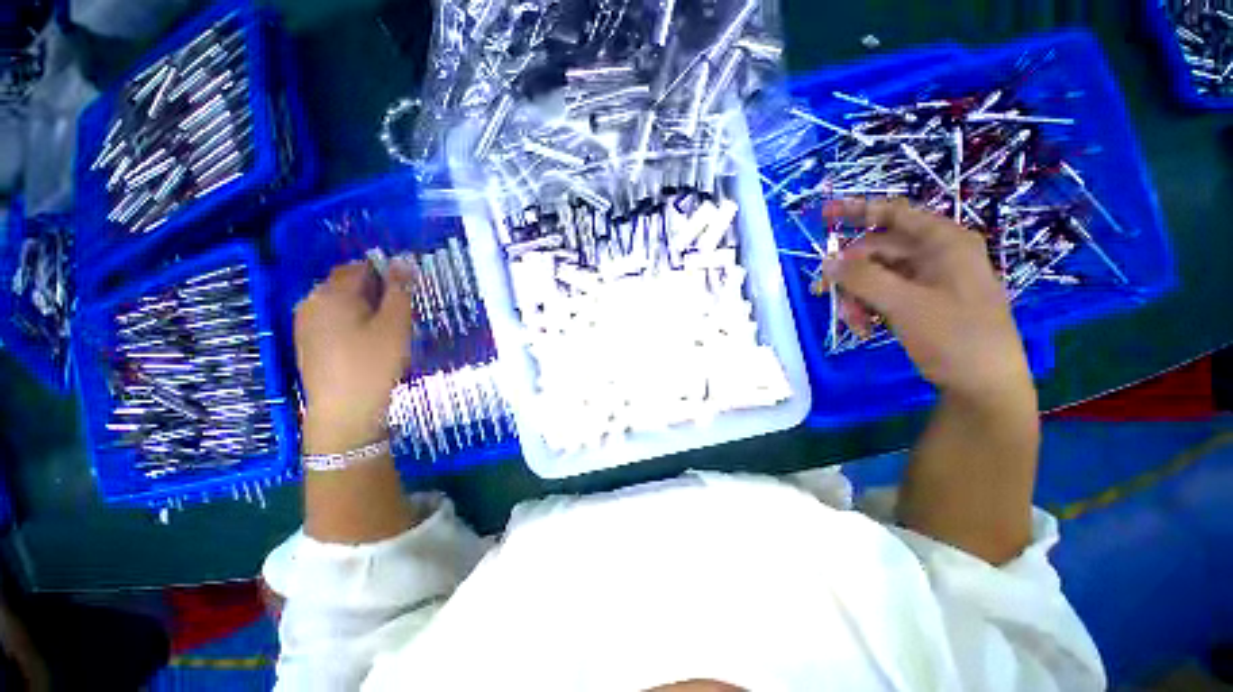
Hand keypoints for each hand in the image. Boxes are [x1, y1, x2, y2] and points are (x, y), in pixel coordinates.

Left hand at [294, 259, 414, 453]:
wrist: (343, 411)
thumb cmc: (373, 363)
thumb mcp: (395, 324)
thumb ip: (399, 290)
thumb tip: (403, 261)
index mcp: (331, 293)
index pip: (360, 267)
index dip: (386, 273)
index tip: (407, 292)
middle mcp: (311, 302)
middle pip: (346, 284)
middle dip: (375, 291)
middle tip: (401, 313)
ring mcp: (304, 323)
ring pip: (340, 303)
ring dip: (365, 308)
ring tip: (387, 329)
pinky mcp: (306, 342)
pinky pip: (332, 320)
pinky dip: (352, 322)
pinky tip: (367, 343)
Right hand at [820, 198, 1030, 402]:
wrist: (984, 386)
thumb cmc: (955, 337)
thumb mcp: (905, 304)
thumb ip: (863, 278)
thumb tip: (827, 261)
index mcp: (943, 242)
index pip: (894, 213)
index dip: (857, 211)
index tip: (824, 215)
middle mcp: (936, 255)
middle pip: (876, 252)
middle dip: (849, 275)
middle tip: (823, 294)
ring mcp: (928, 280)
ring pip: (875, 277)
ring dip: (856, 298)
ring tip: (852, 324)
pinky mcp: (921, 303)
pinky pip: (883, 296)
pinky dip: (868, 309)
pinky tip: (864, 329)